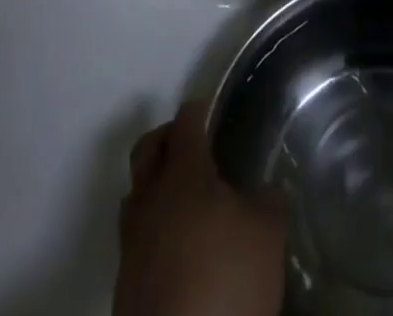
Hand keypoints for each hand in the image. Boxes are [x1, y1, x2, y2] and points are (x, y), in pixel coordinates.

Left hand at [114, 100, 287, 315]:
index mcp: (183, 173)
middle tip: (193, 144)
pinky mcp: (124, 285)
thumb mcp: (267, 234)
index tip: (211, 107)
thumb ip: (268, 200)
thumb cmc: (225, 281)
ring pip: (137, 194)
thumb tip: (266, 190)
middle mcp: (149, 198)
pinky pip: (135, 237)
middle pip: (147, 148)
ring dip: (156, 185)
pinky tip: (179, 246)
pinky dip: (154, 228)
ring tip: (186, 198)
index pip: (185, 122)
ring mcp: (131, 243)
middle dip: (167, 138)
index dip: (199, 109)